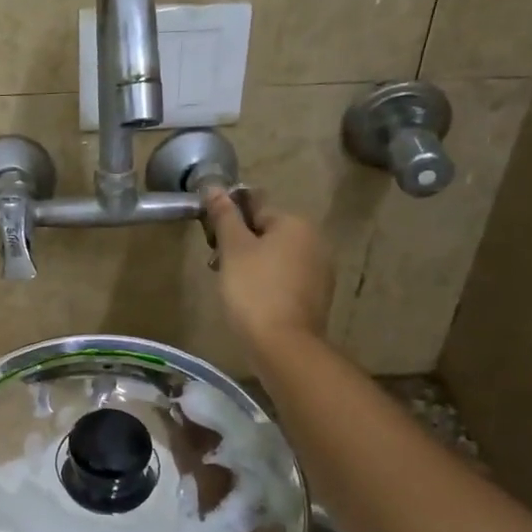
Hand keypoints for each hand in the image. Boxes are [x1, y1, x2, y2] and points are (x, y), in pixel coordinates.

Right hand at [203, 186, 333, 357]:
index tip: (212, 241)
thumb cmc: (254, 290)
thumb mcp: (233, 249)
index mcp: (296, 223)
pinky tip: (252, 301)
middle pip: (267, 231)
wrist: (283, 344)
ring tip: (232, 286)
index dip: (229, 221)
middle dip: (241, 244)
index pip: (255, 207)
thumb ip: (224, 216)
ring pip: (277, 256)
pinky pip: (286, 278)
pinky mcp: (317, 295)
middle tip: (218, 266)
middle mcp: (315, 240)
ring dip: (253, 264)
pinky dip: (268, 283)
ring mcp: (320, 270)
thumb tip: (214, 187)